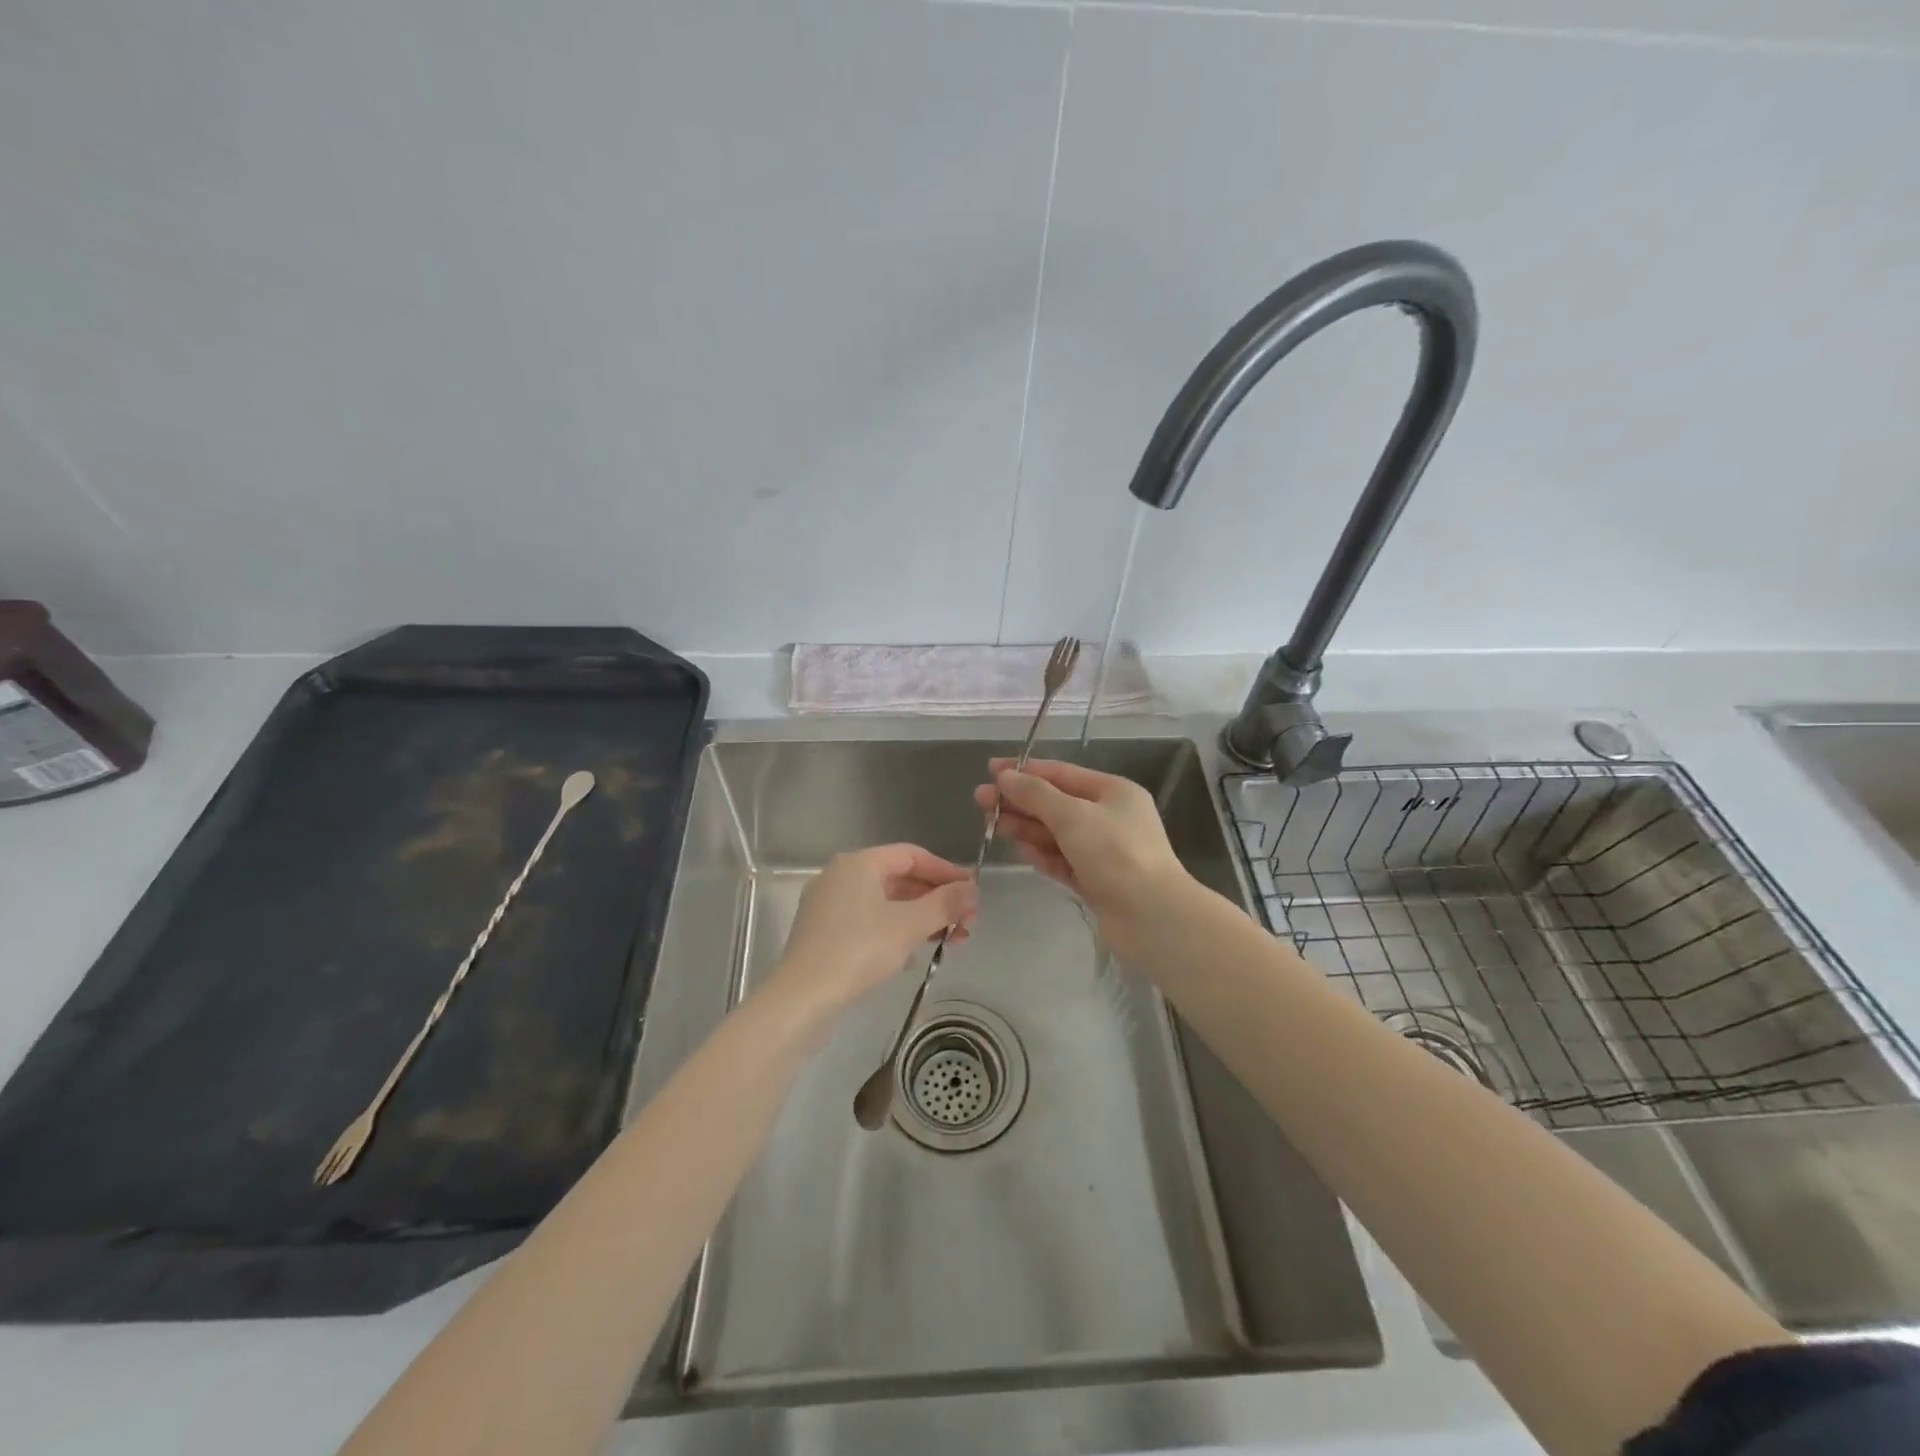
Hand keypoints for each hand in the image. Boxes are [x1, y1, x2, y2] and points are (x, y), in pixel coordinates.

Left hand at [770, 844, 977, 1014]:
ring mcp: (828, 905)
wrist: (802, 998)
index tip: (972, 891)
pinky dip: (896, 930)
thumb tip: (972, 889)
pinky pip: (869, 921)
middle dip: (936, 899)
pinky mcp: (823, 933)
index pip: (911, 855)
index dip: (945, 870)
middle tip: (967, 921)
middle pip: (899, 878)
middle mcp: (841, 876)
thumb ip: (945, 904)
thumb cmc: (859, 950)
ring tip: (951, 940)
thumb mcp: (910, 925)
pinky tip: (915, 953)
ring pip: (885, 903)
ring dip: (920, 917)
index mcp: (859, 863)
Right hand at [973, 759, 1193, 959]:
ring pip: (1056, 833)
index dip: (1025, 770)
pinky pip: (1062, 860)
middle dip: (1020, 801)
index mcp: (1113, 791)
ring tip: (992, 823)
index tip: (990, 770)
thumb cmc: (1115, 853)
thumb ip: (1035, 794)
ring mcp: (1103, 851)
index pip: (1061, 773)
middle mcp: (1109, 817)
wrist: (1151, 916)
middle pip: (1056, 803)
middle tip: (980, 800)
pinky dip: (1042, 854)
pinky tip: (1020, 850)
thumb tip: (1005, 776)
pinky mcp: (1096, 880)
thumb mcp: (1072, 815)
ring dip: (1026, 827)